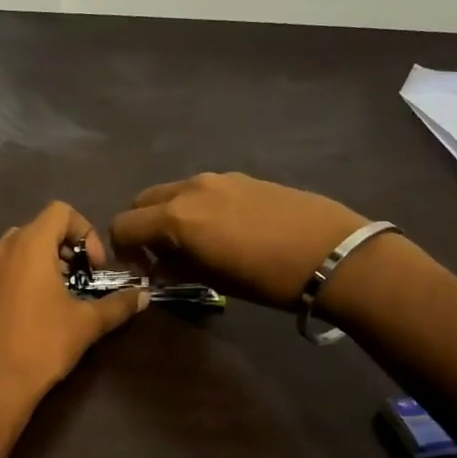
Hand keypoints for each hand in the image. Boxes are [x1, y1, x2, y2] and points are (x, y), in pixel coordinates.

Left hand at [0, 201, 147, 419]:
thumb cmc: (43, 343)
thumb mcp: (88, 322)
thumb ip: (119, 304)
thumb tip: (144, 295)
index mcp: (30, 243)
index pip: (61, 211)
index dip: (85, 231)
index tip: (94, 266)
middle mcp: (3, 245)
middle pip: (40, 227)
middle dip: (65, 247)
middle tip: (81, 279)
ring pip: (17, 244)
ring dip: (41, 257)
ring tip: (56, 288)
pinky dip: (14, 268)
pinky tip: (25, 295)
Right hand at [110, 173, 366, 309]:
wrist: (333, 254)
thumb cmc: (267, 278)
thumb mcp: (213, 280)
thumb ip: (176, 267)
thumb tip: (160, 266)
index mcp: (175, 217)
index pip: (123, 225)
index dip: (124, 249)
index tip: (142, 269)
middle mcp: (188, 189)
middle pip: (142, 201)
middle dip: (141, 227)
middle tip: (161, 255)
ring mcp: (216, 178)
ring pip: (172, 192)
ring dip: (168, 214)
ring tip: (195, 242)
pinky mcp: (241, 177)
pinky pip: (201, 189)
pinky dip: (195, 206)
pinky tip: (225, 229)